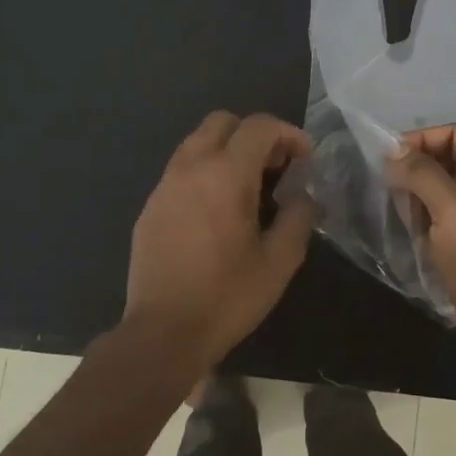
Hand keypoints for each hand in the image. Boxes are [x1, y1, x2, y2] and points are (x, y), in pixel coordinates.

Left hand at [123, 112, 315, 370]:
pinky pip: (181, 170)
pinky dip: (205, 172)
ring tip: (249, 188)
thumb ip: (298, 217)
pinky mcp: (150, 206)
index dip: (288, 134)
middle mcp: (190, 168)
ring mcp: (165, 186)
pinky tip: (217, 210)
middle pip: (222, 122)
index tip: (305, 159)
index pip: (259, 126)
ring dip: (227, 151)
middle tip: (276, 168)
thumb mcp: (279, 261)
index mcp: (225, 175)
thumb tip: (302, 195)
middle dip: (255, 135)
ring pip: (197, 142)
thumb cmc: (227, 297)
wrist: (163, 333)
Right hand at [388, 124, 455, 377]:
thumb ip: (422, 174)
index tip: (387, 160)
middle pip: (450, 158)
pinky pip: (446, 215)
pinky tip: (416, 236)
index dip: (421, 140)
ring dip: (419, 197)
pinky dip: (427, 219)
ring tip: (406, 217)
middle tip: (392, 189)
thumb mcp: (452, 211)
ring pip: (444, 188)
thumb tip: (394, 151)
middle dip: (418, 170)